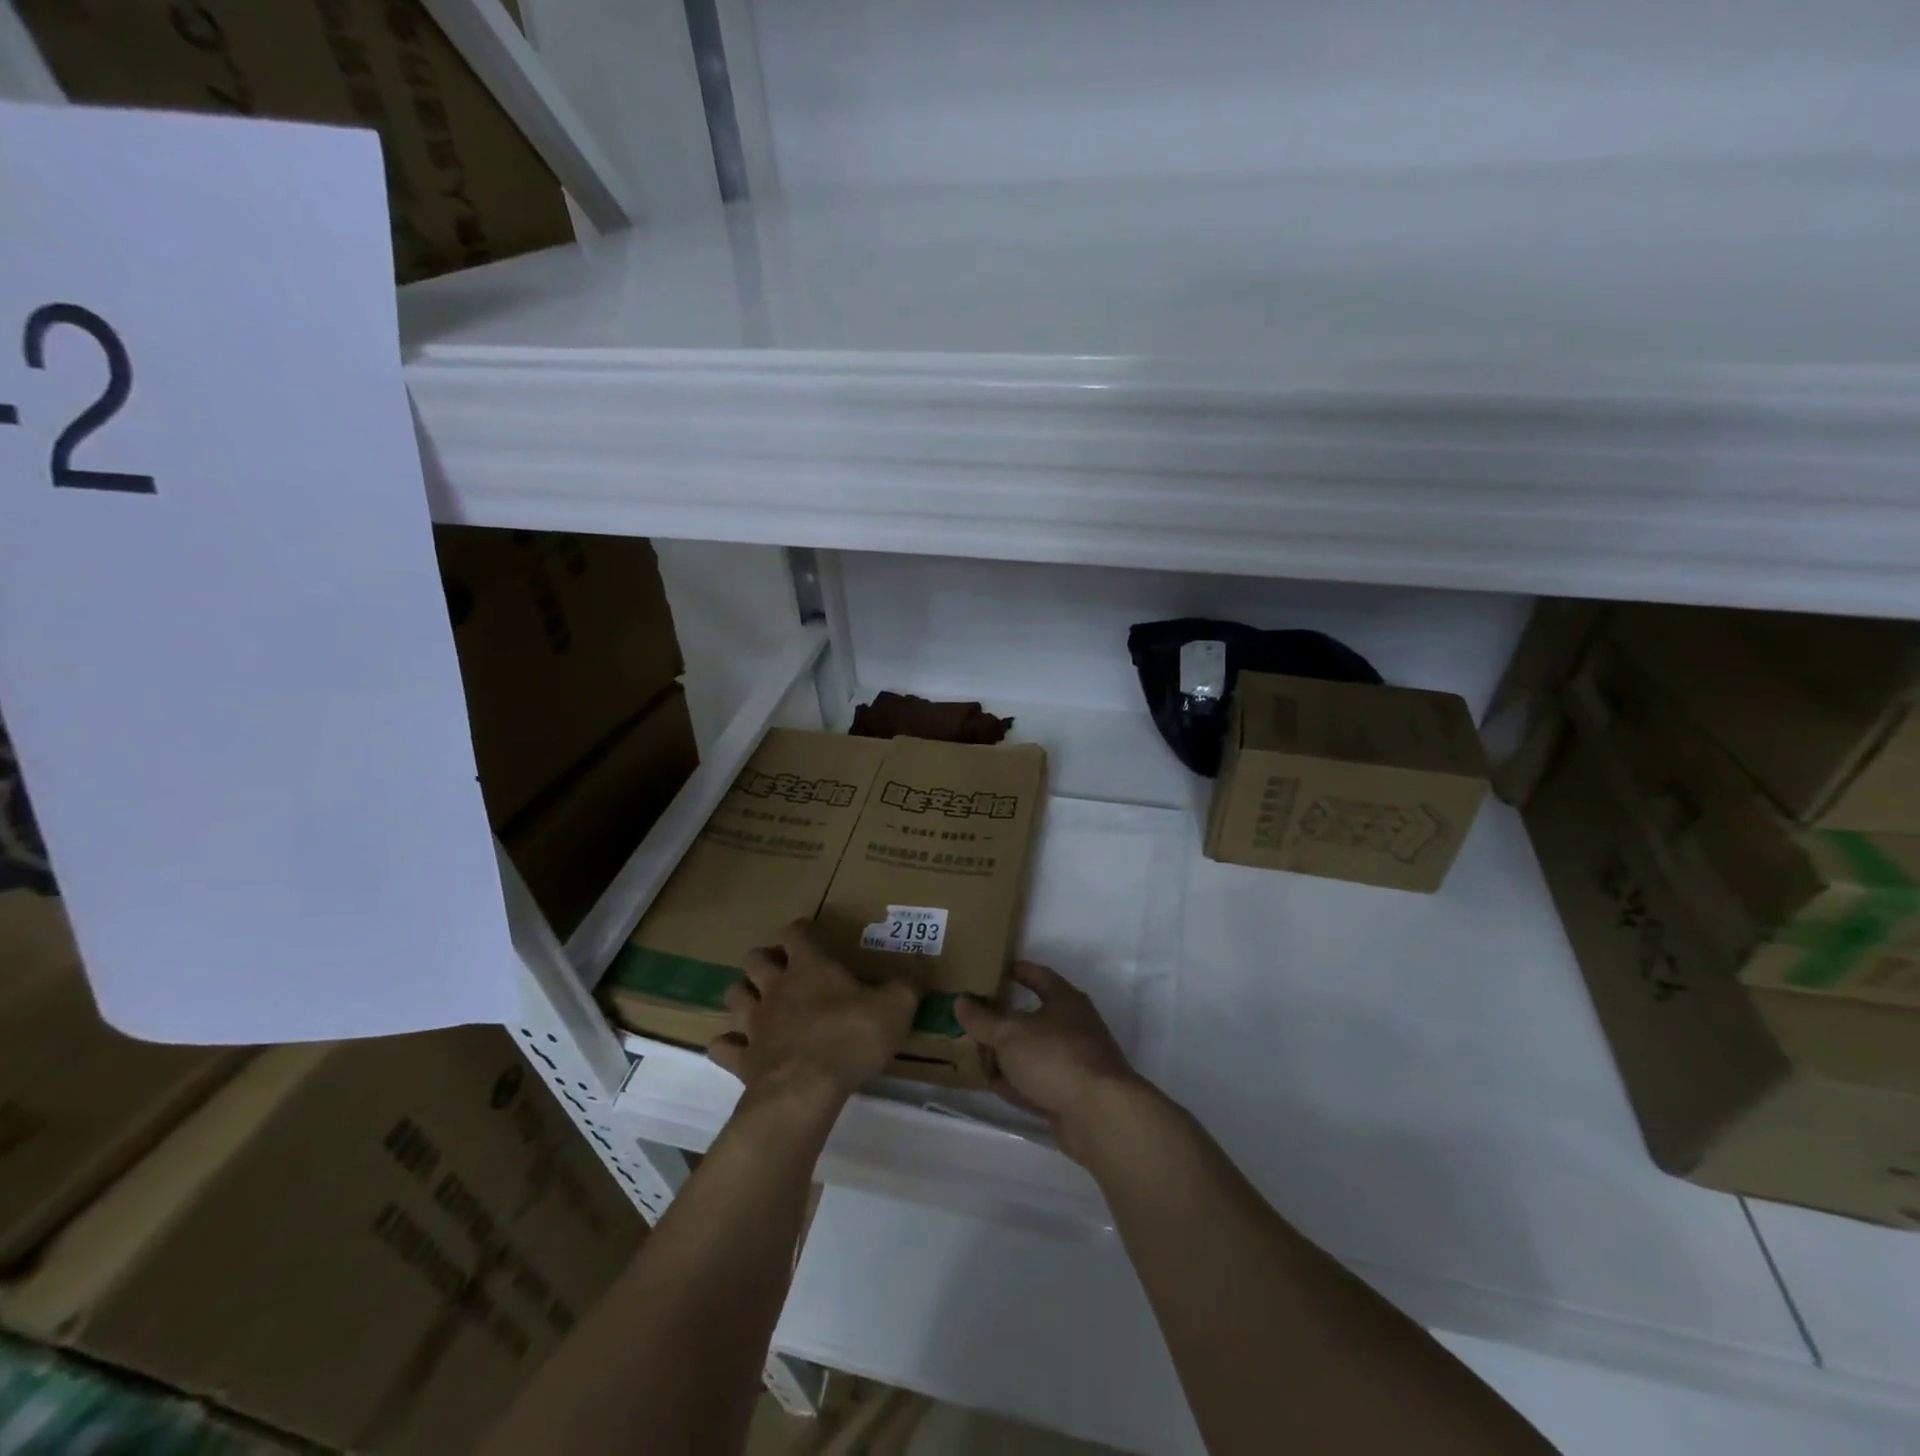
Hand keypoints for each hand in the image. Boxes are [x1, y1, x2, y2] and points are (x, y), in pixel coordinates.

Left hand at [710, 921, 920, 1112]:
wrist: (806, 1089)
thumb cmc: (851, 1037)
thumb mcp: (895, 1007)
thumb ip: (908, 985)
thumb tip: (923, 965)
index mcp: (809, 967)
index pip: (794, 934)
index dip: (799, 930)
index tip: (807, 931)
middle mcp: (776, 988)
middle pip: (754, 960)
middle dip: (763, 959)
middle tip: (779, 968)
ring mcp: (755, 1023)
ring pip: (734, 996)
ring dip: (742, 994)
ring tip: (756, 1000)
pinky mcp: (743, 1059)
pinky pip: (723, 1047)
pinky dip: (727, 1045)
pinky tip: (734, 1048)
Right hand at [954, 961, 1149, 1163]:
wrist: (1099, 1115)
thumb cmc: (1055, 1057)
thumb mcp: (1010, 1033)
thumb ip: (983, 1019)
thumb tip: (961, 1001)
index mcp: (1065, 1000)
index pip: (1039, 976)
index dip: (1017, 971)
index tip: (995, 971)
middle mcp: (1074, 1027)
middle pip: (1035, 1017)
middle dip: (1006, 1019)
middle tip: (975, 1017)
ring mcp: (1075, 1063)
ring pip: (1035, 1053)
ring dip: (1009, 1054)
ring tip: (977, 1052)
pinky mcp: (1072, 1095)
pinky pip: (1038, 1083)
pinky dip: (1018, 1083)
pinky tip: (994, 1086)